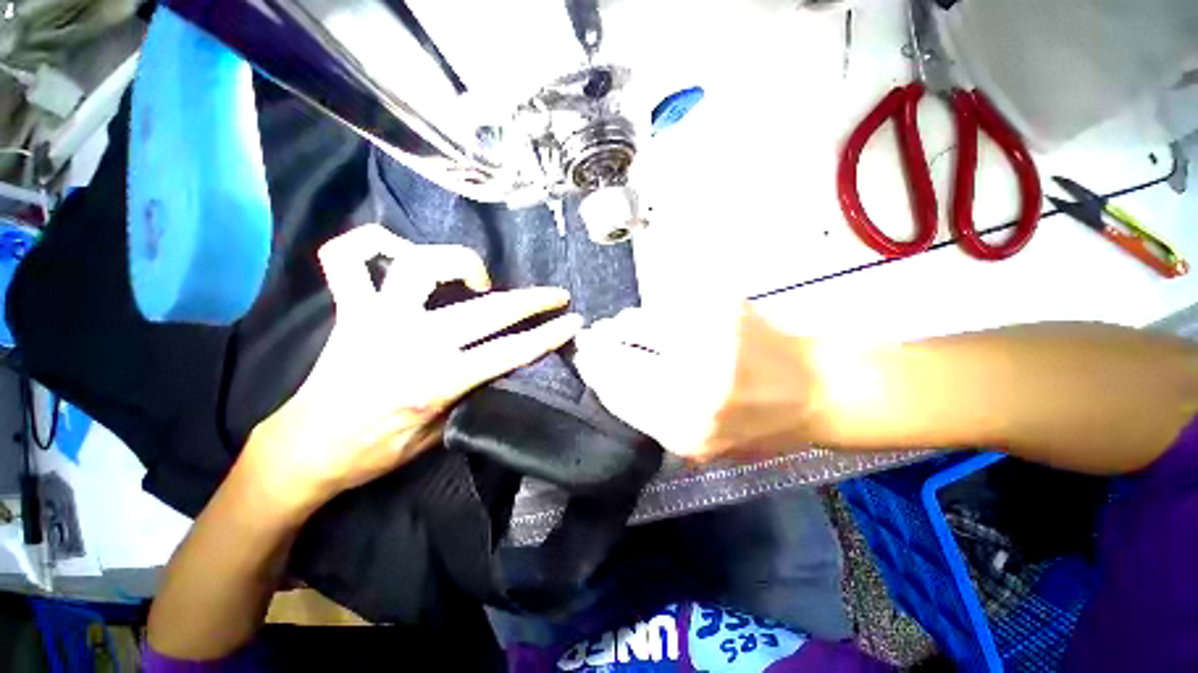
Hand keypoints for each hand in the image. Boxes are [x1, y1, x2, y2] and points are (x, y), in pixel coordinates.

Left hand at [241, 225, 582, 514]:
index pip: (508, 353)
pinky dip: (369, 242)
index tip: (572, 322)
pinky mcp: (349, 309)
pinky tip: (397, 248)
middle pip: (485, 310)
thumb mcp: (436, 436)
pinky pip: (346, 258)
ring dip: (459, 262)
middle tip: (555, 295)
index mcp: (433, 382)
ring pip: (420, 264)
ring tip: (478, 278)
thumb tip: (501, 364)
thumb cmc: (374, 450)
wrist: (305, 448)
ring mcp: (375, 317)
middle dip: (532, 301)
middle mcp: (407, 342)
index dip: (547, 336)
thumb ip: (471, 395)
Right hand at [574, 301, 817, 461]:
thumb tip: (611, 381)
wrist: (818, 390)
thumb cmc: (762, 427)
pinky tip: (665, 320)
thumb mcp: (704, 447)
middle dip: (600, 343)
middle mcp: (691, 381)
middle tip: (595, 337)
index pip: (615, 390)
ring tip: (628, 327)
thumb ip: (653, 419)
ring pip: (639, 321)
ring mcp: (707, 336)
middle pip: (619, 352)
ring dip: (628, 325)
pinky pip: (667, 306)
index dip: (595, 371)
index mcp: (685, 427)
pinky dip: (658, 313)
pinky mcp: (721, 305)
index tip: (585, 359)